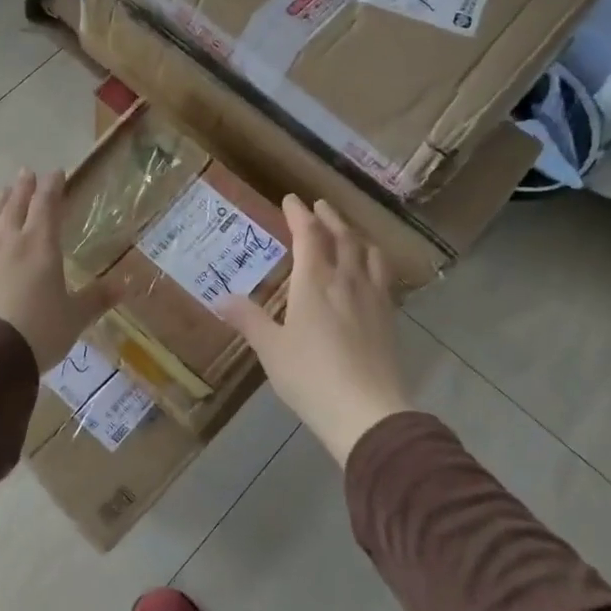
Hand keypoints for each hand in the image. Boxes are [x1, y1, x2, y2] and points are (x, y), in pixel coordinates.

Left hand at [0, 169, 113, 369]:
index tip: (55, 172)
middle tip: (26, 172)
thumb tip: (124, 285)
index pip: (47, 205)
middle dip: (23, 188)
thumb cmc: (39, 330)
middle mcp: (10, 242)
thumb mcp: (75, 317)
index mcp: (40, 245)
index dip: (52, 187)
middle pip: (16, 206)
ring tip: (2, 193)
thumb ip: (96, 298)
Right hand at [220, 195, 410, 466]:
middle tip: (321, 207)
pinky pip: (384, 277)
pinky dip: (375, 262)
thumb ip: (249, 320)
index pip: (309, 236)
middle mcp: (347, 280)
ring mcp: (374, 298)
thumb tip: (220, 299)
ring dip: (356, 236)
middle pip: (343, 238)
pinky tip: (372, 273)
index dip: (299, 215)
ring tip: (350, 233)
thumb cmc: (310, 376)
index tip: (292, 199)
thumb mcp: (271, 349)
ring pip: (369, 253)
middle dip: (330, 218)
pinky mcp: (389, 318)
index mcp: (315, 282)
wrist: (367, 411)